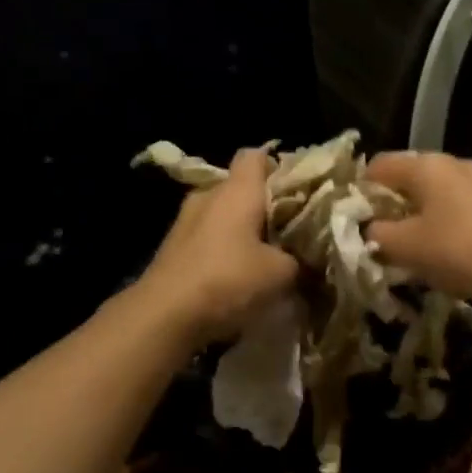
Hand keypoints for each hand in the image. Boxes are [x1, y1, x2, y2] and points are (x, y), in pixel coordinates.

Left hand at [137, 148, 298, 345]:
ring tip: (267, 258)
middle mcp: (208, 197)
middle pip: (241, 188)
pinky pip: (208, 240)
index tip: (299, 191)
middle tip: (291, 231)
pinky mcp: (173, 250)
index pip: (256, 155)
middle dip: (266, 207)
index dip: (279, 167)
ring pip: (223, 216)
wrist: (164, 316)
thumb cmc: (228, 281)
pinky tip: (239, 278)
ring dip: (244, 233)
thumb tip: (306, 261)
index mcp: (236, 191)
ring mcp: (185, 223)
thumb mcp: (282, 274)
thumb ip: (300, 261)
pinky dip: (225, 252)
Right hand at [364, 152, 471, 309]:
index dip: (359, 191)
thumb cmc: (456, 250)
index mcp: (425, 165)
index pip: (377, 166)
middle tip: (378, 235)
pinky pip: (453, 205)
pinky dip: (439, 221)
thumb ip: (374, 233)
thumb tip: (368, 229)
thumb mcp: (402, 246)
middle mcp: (451, 163)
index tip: (354, 221)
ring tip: (407, 245)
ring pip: (431, 192)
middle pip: (406, 177)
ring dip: (415, 214)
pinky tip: (439, 248)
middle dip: (388, 204)